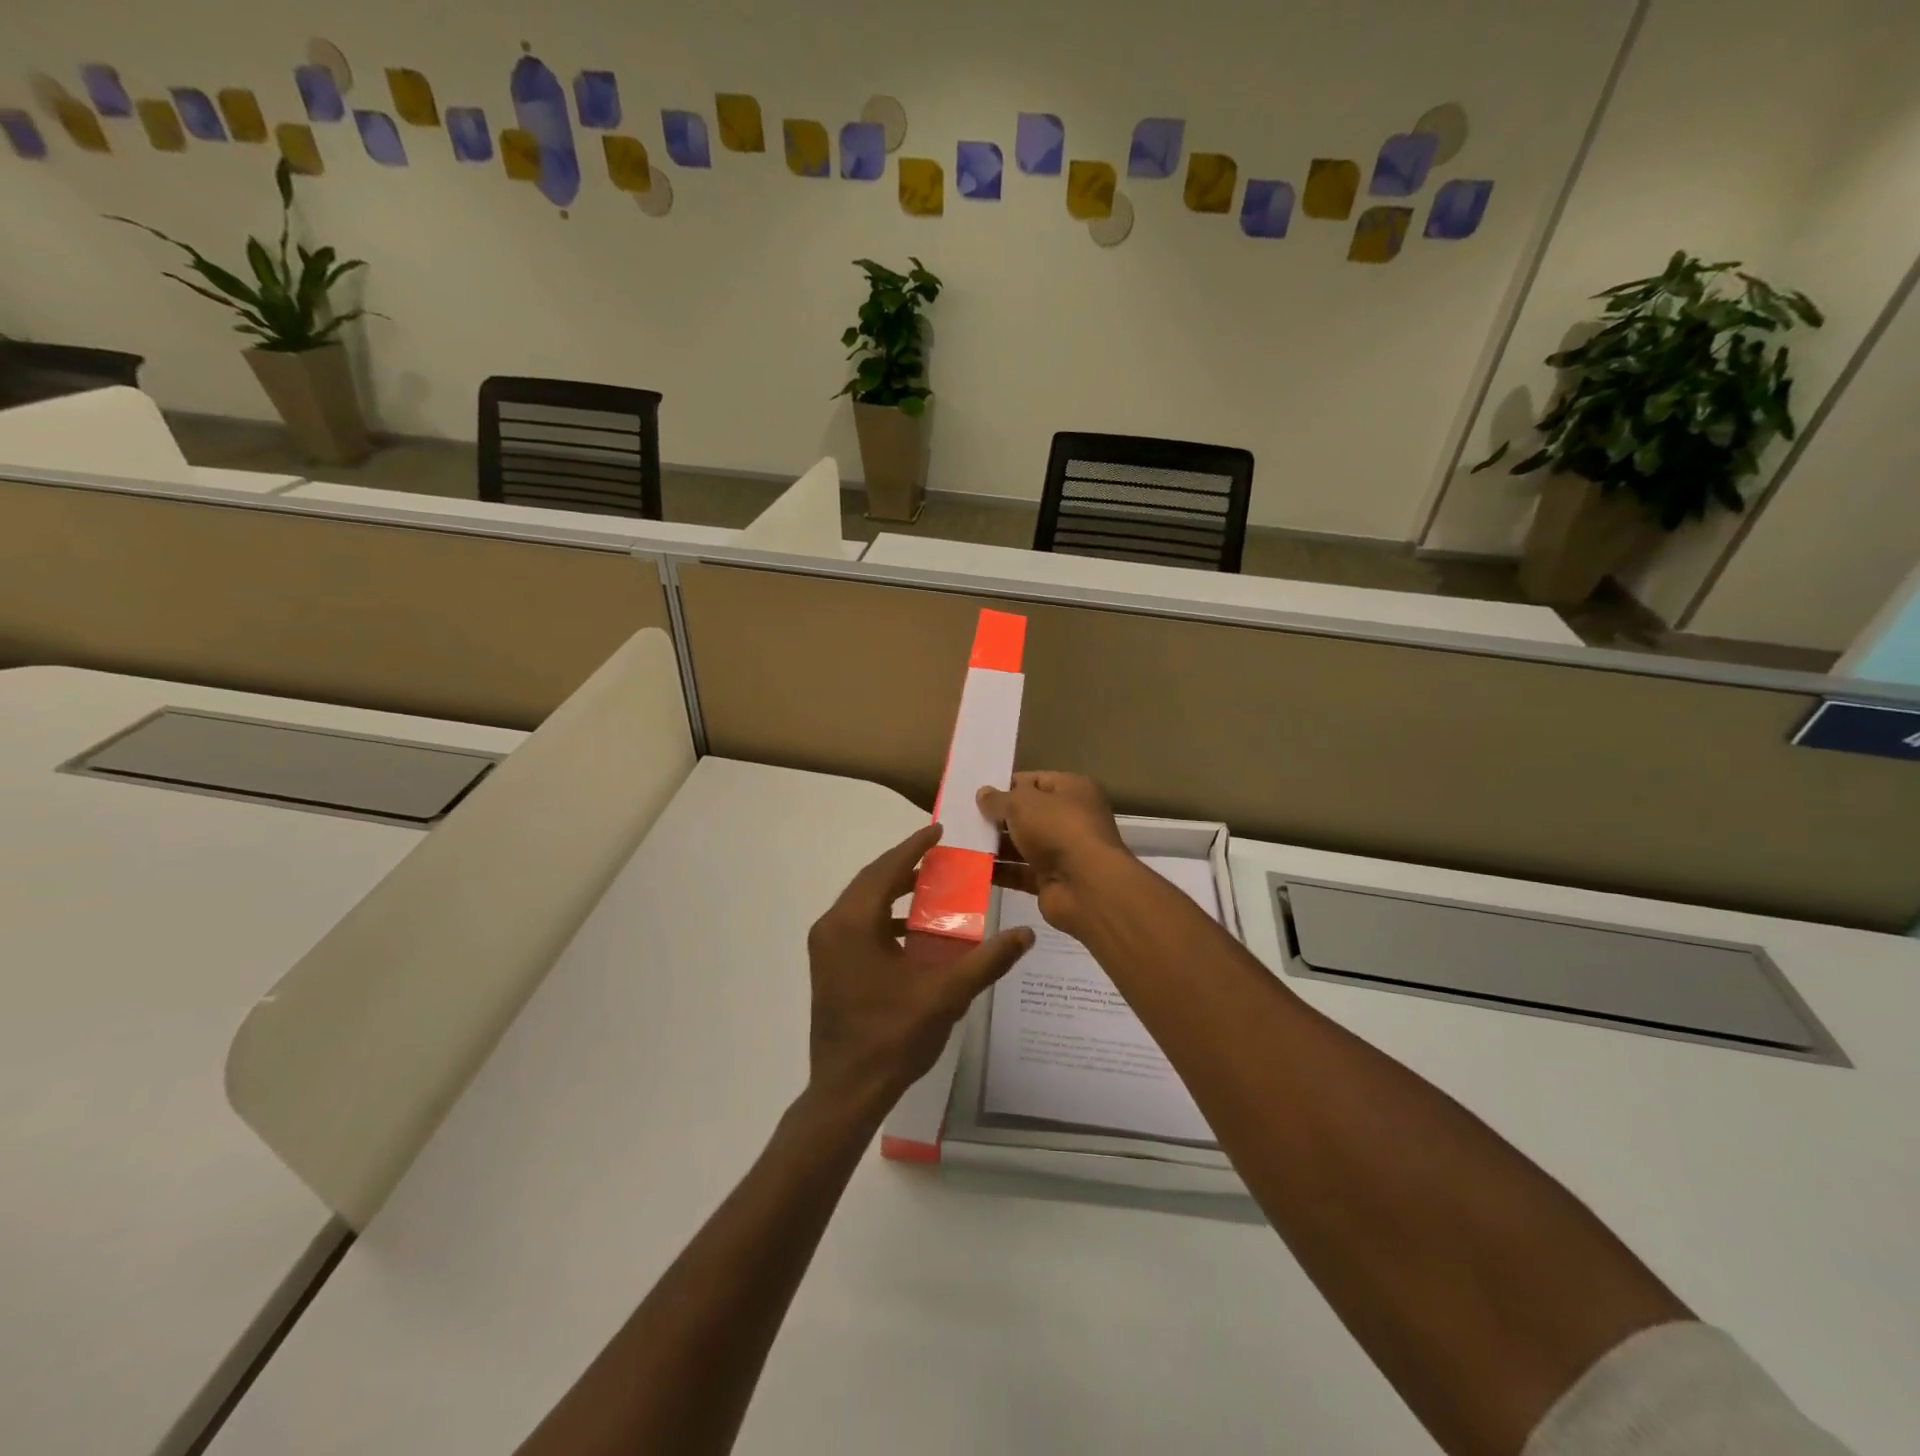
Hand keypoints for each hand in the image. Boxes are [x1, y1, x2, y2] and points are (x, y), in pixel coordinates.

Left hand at [806, 823, 1033, 1122]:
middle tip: (939, 854)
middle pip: (870, 880)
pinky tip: (911, 928)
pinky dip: (883, 914)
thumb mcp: (946, 995)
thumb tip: (1025, 935)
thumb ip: (987, 961)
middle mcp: (832, 926)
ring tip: (930, 885)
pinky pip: (856, 923)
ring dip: (893, 889)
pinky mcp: (828, 965)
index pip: (886, 870)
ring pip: (861, 901)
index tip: (938, 830)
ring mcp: (825, 947)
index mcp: (853, 924)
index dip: (914, 847)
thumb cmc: (894, 1037)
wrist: (847, 1091)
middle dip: (904, 865)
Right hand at [977, 772, 1133, 934]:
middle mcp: (1070, 819)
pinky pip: (1019, 872)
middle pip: (1028, 814)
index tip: (979, 792)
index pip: (1036, 781)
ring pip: (1022, 844)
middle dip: (998, 817)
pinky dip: (999, 871)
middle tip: (964, 816)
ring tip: (962, 841)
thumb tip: (983, 793)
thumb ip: (1000, 799)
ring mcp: (1061, 851)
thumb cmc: (1058, 829)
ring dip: (995, 844)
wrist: (1085, 886)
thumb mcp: (1023, 804)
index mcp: (1073, 790)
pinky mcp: (1050, 880)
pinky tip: (971, 867)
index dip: (1008, 785)